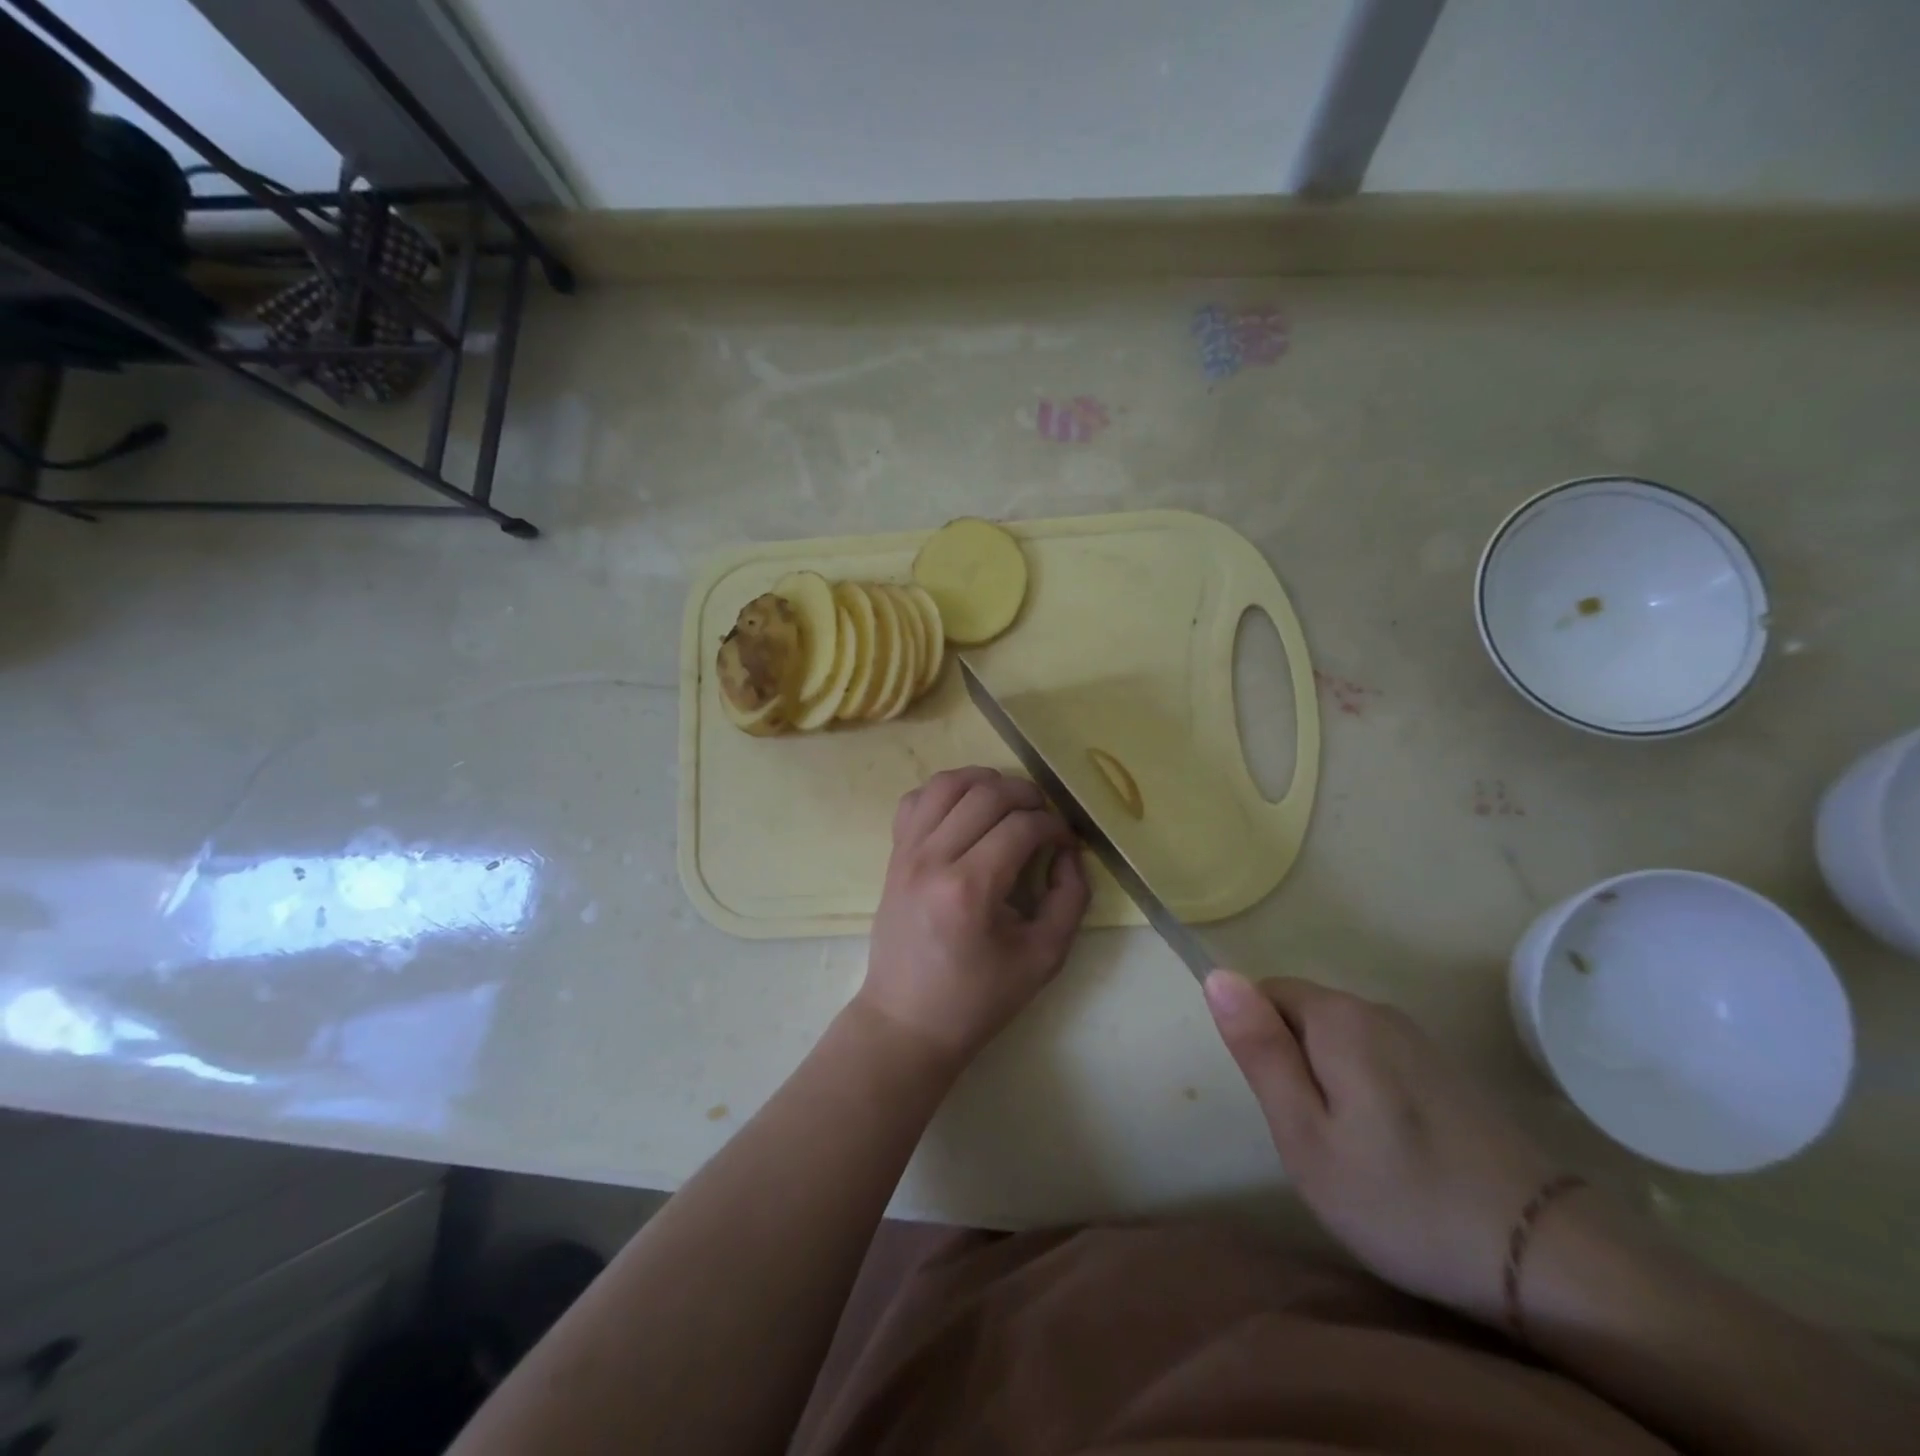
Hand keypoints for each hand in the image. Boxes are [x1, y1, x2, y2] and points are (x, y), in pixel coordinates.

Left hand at [857, 767, 1090, 1071]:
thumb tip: (1068, 851)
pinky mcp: (894, 855)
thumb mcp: (1043, 957)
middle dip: (1027, 795)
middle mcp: (933, 859)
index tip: (1066, 842)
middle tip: (1044, 818)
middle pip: (986, 794)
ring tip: (1009, 803)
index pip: (1022, 827)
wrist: (907, 1020)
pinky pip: (916, 800)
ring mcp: (907, 853)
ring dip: (986, 781)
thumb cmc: (978, 998)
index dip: (1054, 826)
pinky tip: (966, 810)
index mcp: (970, 889)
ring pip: (947, 783)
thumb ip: (1070, 898)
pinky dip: (945, 791)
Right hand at [1204, 970, 1559, 1325]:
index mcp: (1339, 1017)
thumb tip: (1218, 975)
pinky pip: (1374, 1059)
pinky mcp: (1445, 1070)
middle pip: (1302, 1014)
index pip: (1264, 992)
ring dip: (1326, 1081)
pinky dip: (1363, 1092)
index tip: (1283, 1106)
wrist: (1546, 1258)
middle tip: (1314, 1139)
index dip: (1260, 1046)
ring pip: (1338, 1039)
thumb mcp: (1305, 1134)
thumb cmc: (1401, 1198)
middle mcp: (1378, 1009)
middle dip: (1292, 1064)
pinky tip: (1392, 1152)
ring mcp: (1418, 1039)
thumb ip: (1259, 1049)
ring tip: (1352, 1152)